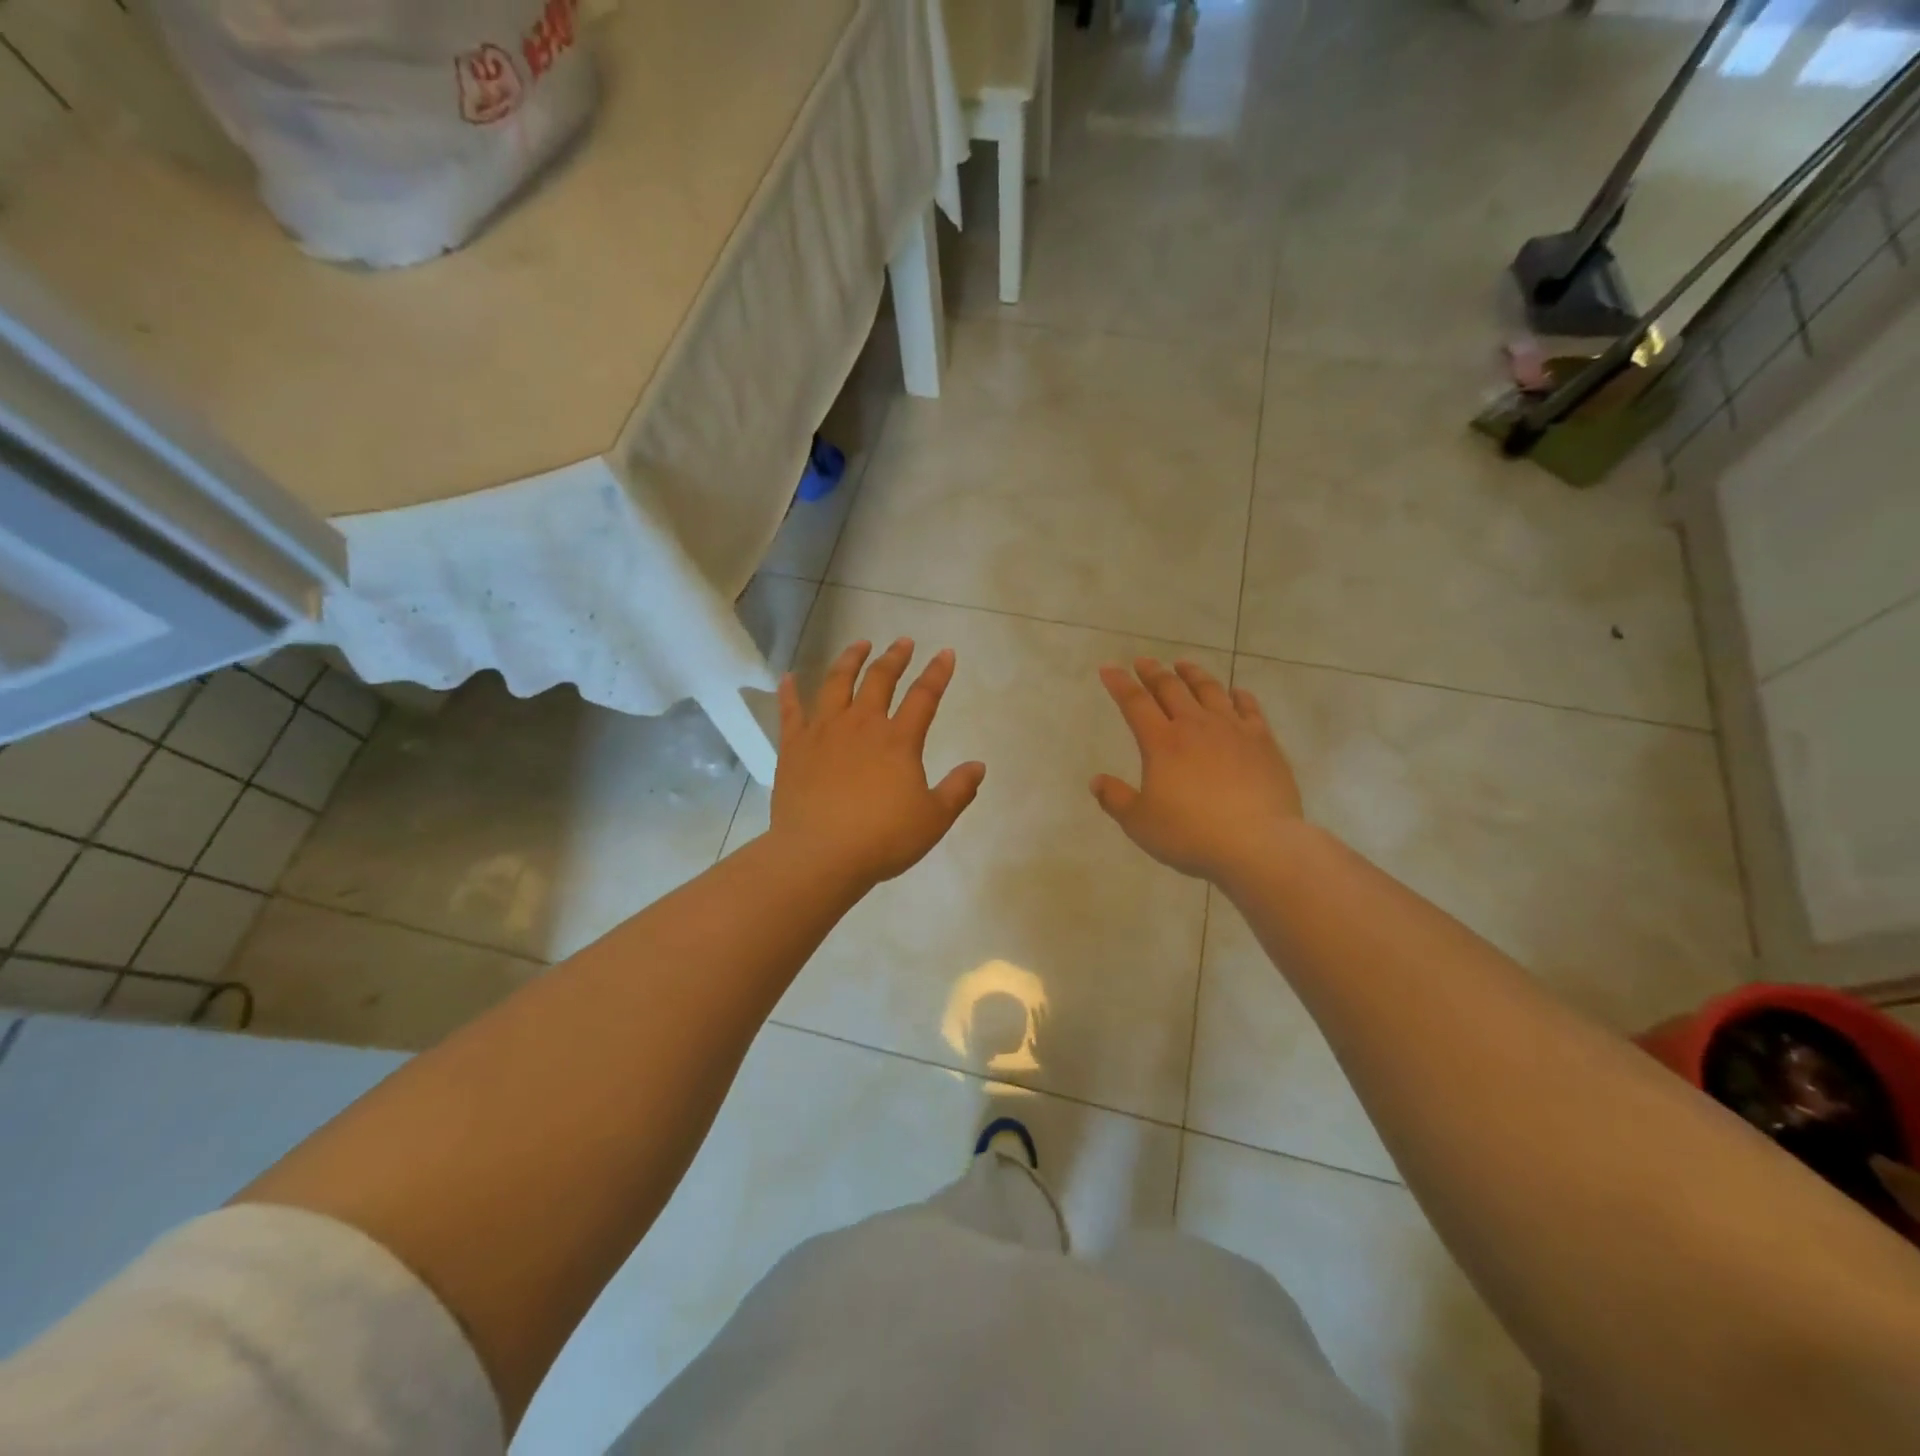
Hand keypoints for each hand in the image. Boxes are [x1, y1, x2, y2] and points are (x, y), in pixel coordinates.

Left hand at [771, 638, 986, 889]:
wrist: (820, 854)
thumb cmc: (882, 838)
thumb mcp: (933, 819)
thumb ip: (958, 790)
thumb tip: (979, 766)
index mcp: (898, 740)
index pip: (924, 696)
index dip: (937, 673)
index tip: (946, 653)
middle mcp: (861, 725)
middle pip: (879, 680)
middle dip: (894, 657)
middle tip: (902, 642)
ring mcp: (823, 732)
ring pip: (836, 683)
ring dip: (849, 660)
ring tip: (859, 644)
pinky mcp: (794, 747)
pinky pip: (790, 711)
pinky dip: (789, 692)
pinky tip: (787, 677)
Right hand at [1091, 658, 1302, 884]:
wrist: (1257, 843)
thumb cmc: (1190, 834)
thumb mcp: (1140, 823)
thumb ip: (1116, 799)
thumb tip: (1097, 781)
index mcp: (1161, 743)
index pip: (1135, 703)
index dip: (1119, 683)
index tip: (1108, 668)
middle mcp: (1195, 726)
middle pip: (1171, 689)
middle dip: (1154, 672)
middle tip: (1143, 662)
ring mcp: (1233, 730)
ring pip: (1210, 690)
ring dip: (1193, 674)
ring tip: (1183, 665)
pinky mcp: (1263, 742)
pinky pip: (1249, 708)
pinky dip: (1239, 695)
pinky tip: (1236, 692)